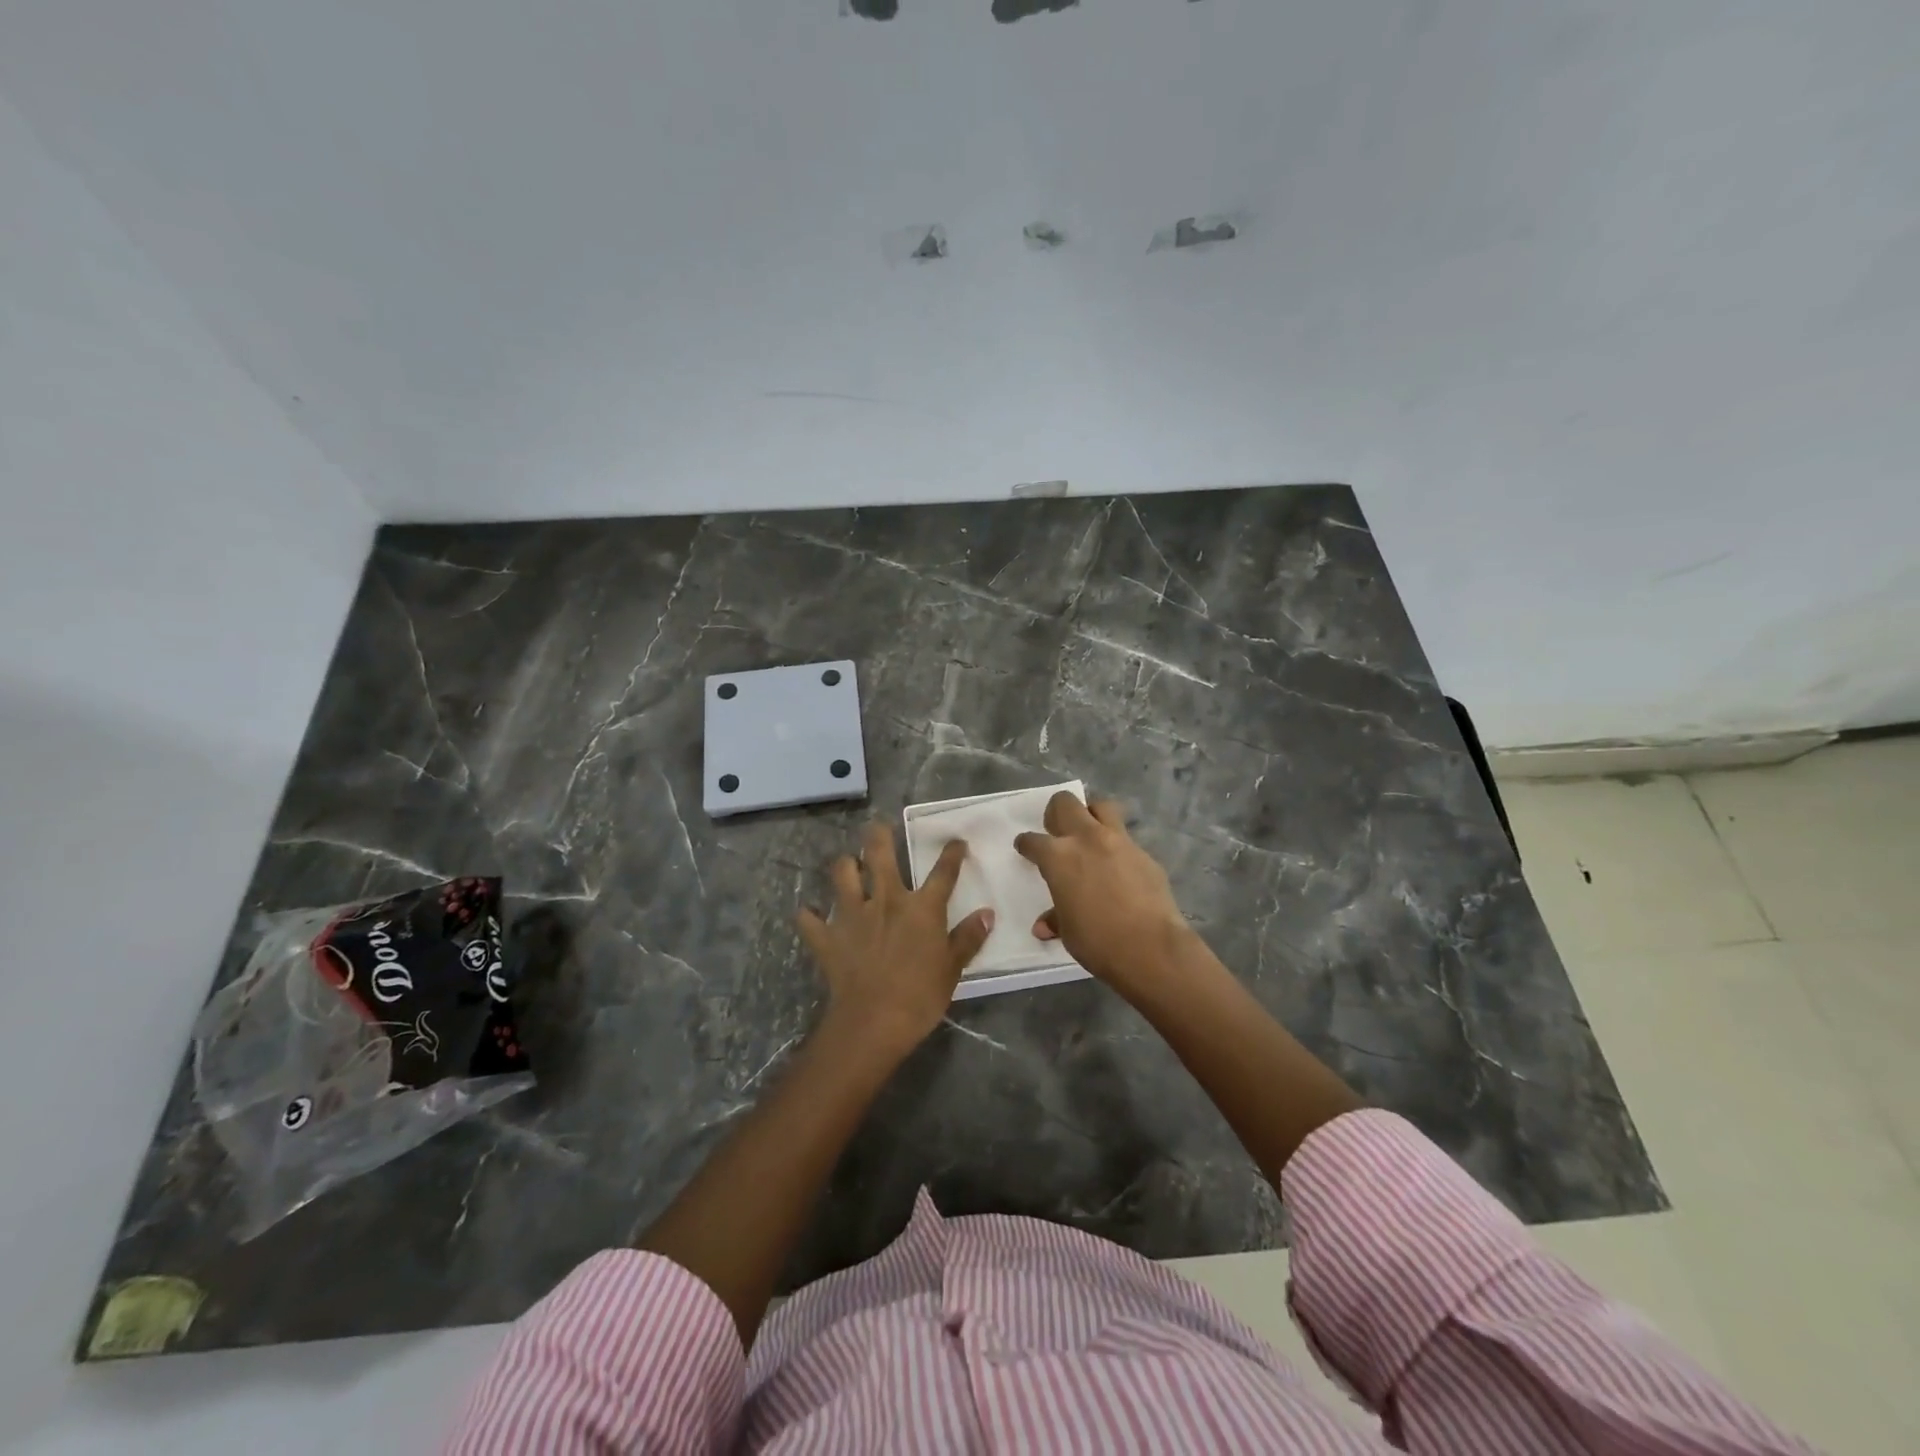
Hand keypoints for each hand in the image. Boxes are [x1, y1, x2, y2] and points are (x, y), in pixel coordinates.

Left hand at [797, 824, 993, 1058]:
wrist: (873, 1022)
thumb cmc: (920, 996)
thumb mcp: (953, 969)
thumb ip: (969, 938)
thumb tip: (987, 913)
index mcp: (921, 907)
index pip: (943, 872)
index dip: (952, 853)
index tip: (957, 841)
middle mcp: (886, 900)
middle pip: (879, 854)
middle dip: (878, 835)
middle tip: (878, 827)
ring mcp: (852, 915)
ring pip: (842, 873)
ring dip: (844, 865)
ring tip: (848, 865)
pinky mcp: (827, 937)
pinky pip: (809, 920)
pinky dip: (809, 916)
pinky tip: (809, 915)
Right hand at [1015, 792, 1189, 992]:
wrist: (1151, 947)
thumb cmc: (1098, 941)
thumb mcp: (1069, 931)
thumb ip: (1056, 918)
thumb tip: (1043, 927)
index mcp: (1058, 857)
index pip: (1033, 840)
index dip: (1026, 844)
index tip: (1026, 848)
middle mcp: (1086, 839)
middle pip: (1065, 803)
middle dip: (1056, 812)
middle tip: (1058, 832)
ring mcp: (1119, 841)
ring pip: (1101, 806)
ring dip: (1091, 814)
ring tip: (1090, 834)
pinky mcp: (1144, 853)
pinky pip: (1126, 837)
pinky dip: (1117, 845)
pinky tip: (1119, 866)